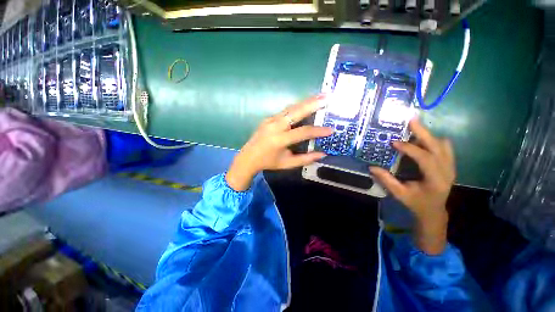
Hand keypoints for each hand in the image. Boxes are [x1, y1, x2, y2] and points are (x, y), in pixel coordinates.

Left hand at [226, 95, 332, 191]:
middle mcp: (275, 126)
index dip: (318, 131)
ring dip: (305, 101)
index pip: (303, 132)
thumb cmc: (269, 162)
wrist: (248, 157)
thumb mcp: (287, 163)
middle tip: (327, 96)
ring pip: (291, 108)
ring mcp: (270, 120)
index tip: (331, 130)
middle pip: (296, 112)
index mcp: (280, 139)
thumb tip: (322, 154)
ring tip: (319, 95)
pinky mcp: (268, 118)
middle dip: (312, 103)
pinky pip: (285, 111)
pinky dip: (297, 106)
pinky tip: (305, 104)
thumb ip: (305, 159)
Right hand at [370, 119, 454, 254]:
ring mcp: (451, 166)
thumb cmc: (416, 203)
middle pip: (438, 146)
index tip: (394, 142)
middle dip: (423, 132)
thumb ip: (387, 180)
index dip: (410, 148)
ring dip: (428, 135)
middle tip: (410, 120)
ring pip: (442, 145)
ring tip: (413, 128)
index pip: (425, 158)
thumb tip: (372, 167)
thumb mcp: (399, 194)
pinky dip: (434, 140)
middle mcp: (447, 171)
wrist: (433, 210)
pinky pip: (445, 147)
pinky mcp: (450, 164)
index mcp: (436, 180)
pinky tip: (422, 139)